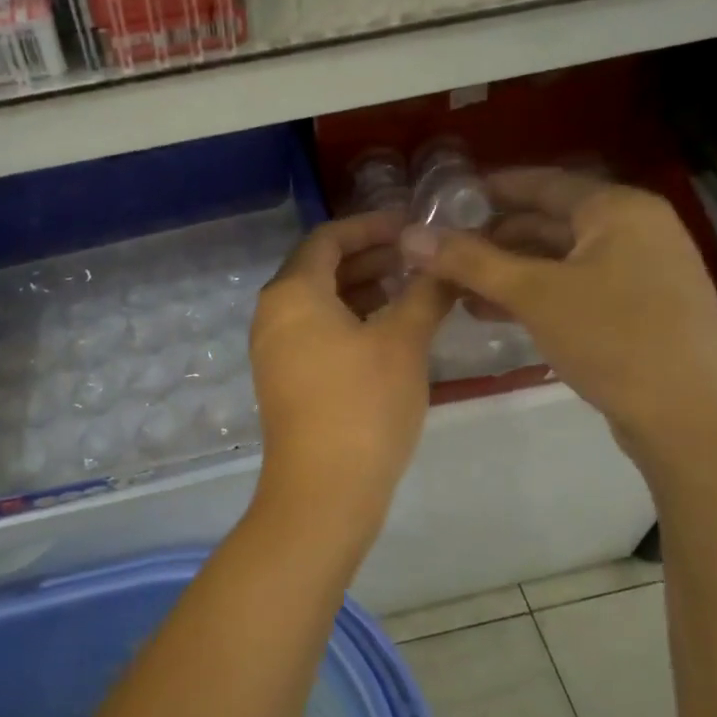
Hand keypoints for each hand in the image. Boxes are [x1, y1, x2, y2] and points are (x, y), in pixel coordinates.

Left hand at [250, 210, 453, 513]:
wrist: (324, 491)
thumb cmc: (363, 405)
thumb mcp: (403, 342)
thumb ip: (425, 293)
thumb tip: (443, 261)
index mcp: (292, 292)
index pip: (328, 238)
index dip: (371, 226)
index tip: (413, 226)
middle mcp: (273, 313)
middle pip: (321, 267)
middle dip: (371, 257)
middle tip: (420, 257)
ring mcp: (274, 348)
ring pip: (320, 301)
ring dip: (363, 289)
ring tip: (413, 290)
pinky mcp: (284, 378)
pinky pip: (316, 330)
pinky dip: (350, 319)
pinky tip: (390, 330)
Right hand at [398, 170, 716, 448]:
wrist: (696, 420)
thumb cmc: (615, 338)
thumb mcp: (534, 295)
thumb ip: (470, 262)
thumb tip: (409, 236)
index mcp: (618, 209)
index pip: (542, 182)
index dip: (490, 189)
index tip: (443, 202)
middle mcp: (634, 231)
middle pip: (549, 221)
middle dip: (493, 238)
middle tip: (442, 253)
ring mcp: (641, 272)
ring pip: (559, 260)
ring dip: (508, 272)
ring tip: (458, 289)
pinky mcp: (639, 311)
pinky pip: (575, 288)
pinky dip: (535, 296)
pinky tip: (496, 314)